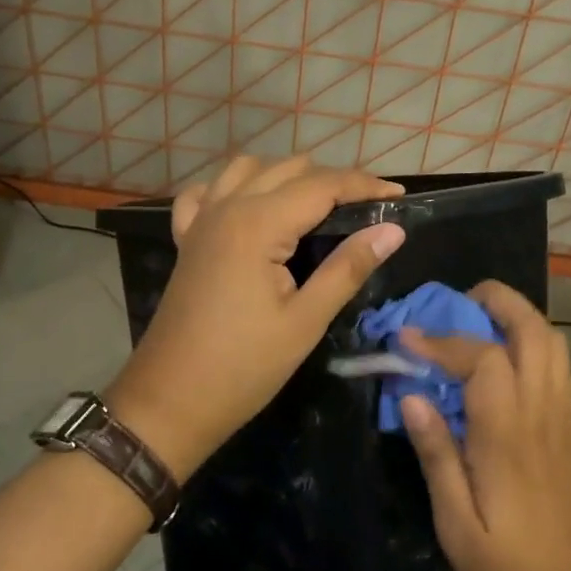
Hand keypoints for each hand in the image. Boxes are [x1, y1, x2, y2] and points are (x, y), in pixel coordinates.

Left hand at [107, 155, 405, 478]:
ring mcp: (201, 220)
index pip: (323, 185)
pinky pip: (208, 192)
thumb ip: (348, 268)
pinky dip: (234, 189)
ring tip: (316, 206)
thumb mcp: (305, 321)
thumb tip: (392, 230)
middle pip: (289, 169)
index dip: (364, 185)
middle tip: (366, 210)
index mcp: (258, 224)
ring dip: (286, 176)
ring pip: (248, 169)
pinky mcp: (187, 239)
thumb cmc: (243, 367)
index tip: (399, 195)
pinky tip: (250, 208)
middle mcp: (228, 207)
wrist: (170, 401)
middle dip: (333, 180)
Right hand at [398, 281, 570, 570]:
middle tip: (456, 303)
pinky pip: (557, 365)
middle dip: (497, 301)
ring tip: (478, 320)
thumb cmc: (512, 568)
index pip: (482, 359)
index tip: (405, 338)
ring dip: (518, 316)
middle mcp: (540, 413)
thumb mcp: (456, 525)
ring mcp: (561, 418)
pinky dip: (532, 341)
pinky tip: (503, 359)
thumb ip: (436, 455)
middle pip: (534, 331)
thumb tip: (412, 396)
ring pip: (552, 342)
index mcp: (508, 435)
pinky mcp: (568, 428)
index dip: (442, 340)